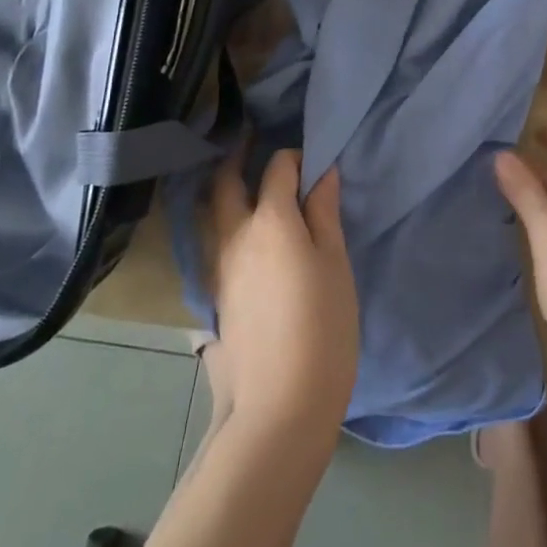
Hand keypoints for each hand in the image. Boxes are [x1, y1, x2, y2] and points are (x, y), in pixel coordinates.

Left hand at [208, 147, 359, 438]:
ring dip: (224, 188)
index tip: (312, 162)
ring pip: (211, 213)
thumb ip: (324, 215)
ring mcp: (217, 268)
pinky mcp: (212, 296)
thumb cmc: (322, 328)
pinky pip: (212, 242)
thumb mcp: (335, 266)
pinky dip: (222, 222)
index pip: (278, 170)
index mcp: (271, 221)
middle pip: (226, 183)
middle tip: (251, 140)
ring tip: (242, 179)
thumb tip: (322, 173)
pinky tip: (240, 232)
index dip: (295, 158)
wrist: (278, 406)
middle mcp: (235, 236)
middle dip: (238, 157)